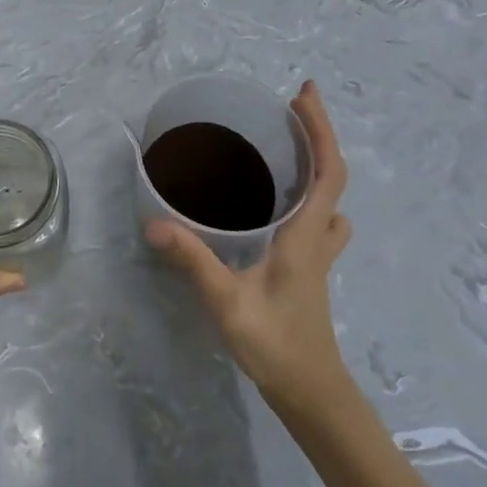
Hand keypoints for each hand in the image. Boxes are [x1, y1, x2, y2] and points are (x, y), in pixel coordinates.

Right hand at [146, 80, 352, 407]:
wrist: (310, 392)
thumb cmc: (276, 344)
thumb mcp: (228, 301)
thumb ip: (193, 261)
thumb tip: (154, 225)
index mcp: (306, 236)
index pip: (328, 171)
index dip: (321, 129)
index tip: (303, 94)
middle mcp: (318, 237)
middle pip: (332, 176)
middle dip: (317, 134)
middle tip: (291, 106)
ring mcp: (318, 255)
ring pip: (330, 199)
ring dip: (318, 164)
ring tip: (289, 146)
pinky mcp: (309, 269)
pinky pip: (318, 218)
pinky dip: (310, 194)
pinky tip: (281, 202)